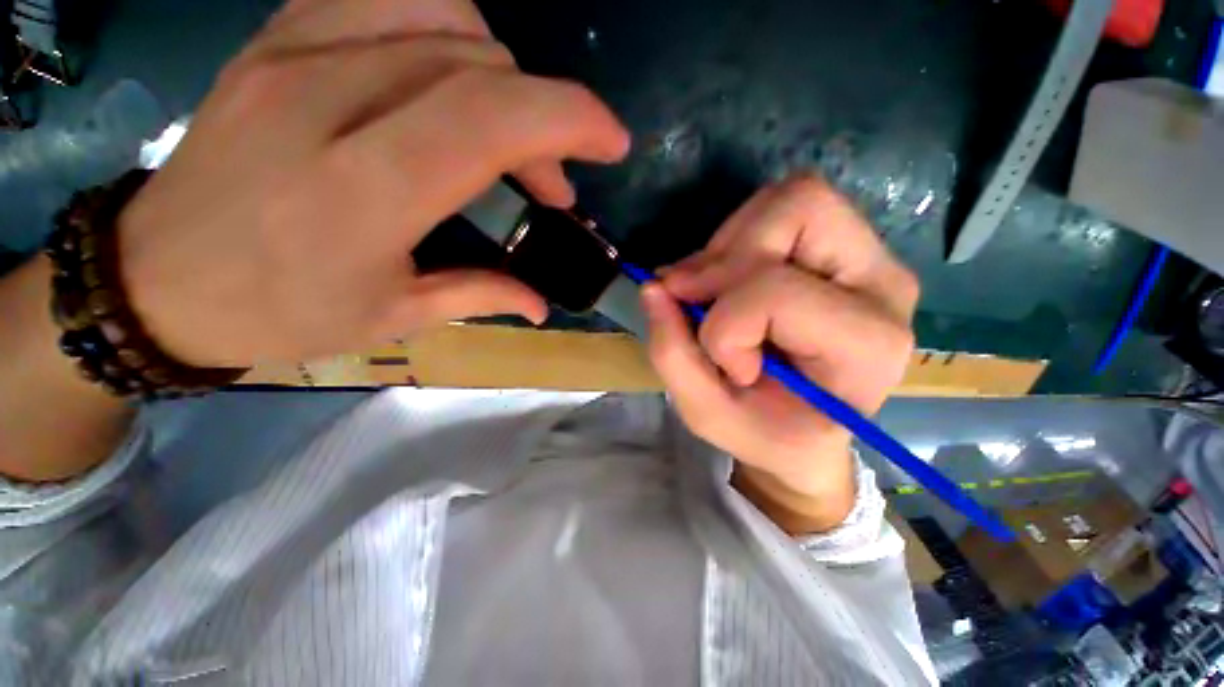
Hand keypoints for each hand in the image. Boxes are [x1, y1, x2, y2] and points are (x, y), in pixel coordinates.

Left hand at [118, 0, 629, 367]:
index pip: (488, 118)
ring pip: (442, 13)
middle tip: (551, 185)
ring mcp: (294, 53)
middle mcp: (327, 100)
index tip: (611, 142)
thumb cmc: (279, 312)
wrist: (157, 279)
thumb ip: (478, 296)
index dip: (568, 118)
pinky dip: (445, 28)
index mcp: (362, 193)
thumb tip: (541, 303)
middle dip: (544, 120)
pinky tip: (450, 79)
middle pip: (478, 65)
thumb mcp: (391, 318)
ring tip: (505, 131)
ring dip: (501, 73)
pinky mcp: (276, 37)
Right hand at [641, 176, 918, 531]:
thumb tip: (652, 287)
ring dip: (726, 246)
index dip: (726, 326)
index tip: (725, 364)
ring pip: (788, 198)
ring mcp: (869, 256)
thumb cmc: (767, 433)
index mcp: (867, 346)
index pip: (776, 293)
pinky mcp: (842, 244)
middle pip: (799, 209)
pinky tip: (724, 281)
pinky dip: (734, 241)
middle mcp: (884, 285)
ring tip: (710, 292)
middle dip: (724, 259)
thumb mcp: (707, 414)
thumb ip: (672, 354)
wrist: (804, 432)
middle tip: (696, 300)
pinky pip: (779, 209)